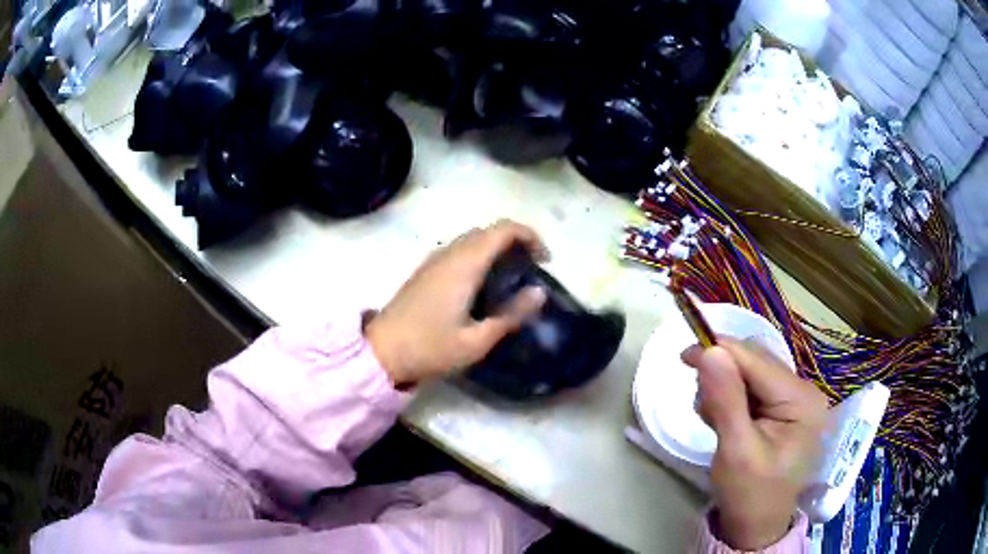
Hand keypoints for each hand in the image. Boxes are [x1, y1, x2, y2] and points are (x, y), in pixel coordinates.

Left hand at [367, 220, 547, 386]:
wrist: (381, 352)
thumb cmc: (430, 348)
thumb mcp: (476, 340)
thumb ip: (510, 315)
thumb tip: (539, 292)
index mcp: (464, 265)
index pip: (502, 230)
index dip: (530, 236)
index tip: (545, 260)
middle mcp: (449, 254)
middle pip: (488, 231)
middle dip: (516, 240)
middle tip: (532, 268)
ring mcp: (434, 260)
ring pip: (472, 238)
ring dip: (496, 246)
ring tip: (512, 275)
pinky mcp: (425, 270)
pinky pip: (459, 249)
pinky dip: (479, 254)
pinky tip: (483, 283)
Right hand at [682, 339, 828, 549]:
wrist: (755, 527)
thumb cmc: (749, 495)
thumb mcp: (735, 451)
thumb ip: (725, 401)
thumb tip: (710, 351)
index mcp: (802, 400)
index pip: (757, 362)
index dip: (720, 352)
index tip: (684, 356)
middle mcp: (803, 391)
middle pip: (755, 363)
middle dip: (723, 376)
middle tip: (700, 404)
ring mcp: (794, 400)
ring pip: (750, 373)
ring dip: (724, 389)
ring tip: (715, 422)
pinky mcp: (782, 409)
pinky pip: (751, 389)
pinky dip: (731, 399)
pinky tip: (724, 421)